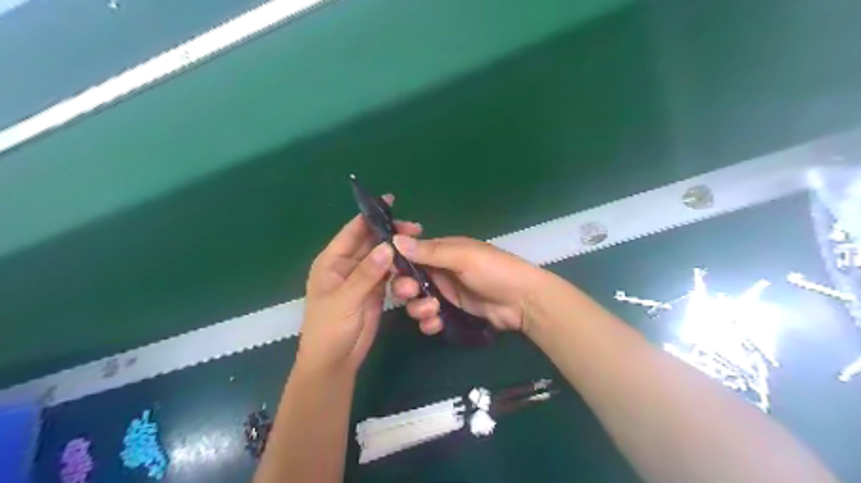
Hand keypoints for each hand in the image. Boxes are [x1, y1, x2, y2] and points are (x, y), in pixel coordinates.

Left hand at [300, 197, 423, 376]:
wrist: (335, 361)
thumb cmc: (330, 328)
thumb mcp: (345, 299)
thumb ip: (367, 273)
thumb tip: (388, 246)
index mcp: (332, 261)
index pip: (353, 231)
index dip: (371, 215)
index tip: (392, 202)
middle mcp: (348, 265)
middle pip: (371, 241)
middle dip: (391, 234)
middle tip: (417, 229)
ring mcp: (363, 278)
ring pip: (383, 257)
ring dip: (398, 252)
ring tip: (419, 247)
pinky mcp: (375, 291)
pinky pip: (389, 274)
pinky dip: (400, 269)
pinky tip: (414, 266)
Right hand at [393, 234, 542, 332]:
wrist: (522, 301)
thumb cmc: (494, 270)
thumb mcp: (463, 257)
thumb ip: (430, 252)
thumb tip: (394, 241)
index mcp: (440, 251)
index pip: (409, 255)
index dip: (397, 264)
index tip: (389, 273)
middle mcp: (439, 271)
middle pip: (408, 281)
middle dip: (405, 289)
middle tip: (412, 293)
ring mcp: (445, 293)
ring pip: (416, 301)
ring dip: (418, 308)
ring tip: (433, 311)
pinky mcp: (451, 312)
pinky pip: (430, 318)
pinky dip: (429, 323)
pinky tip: (436, 324)